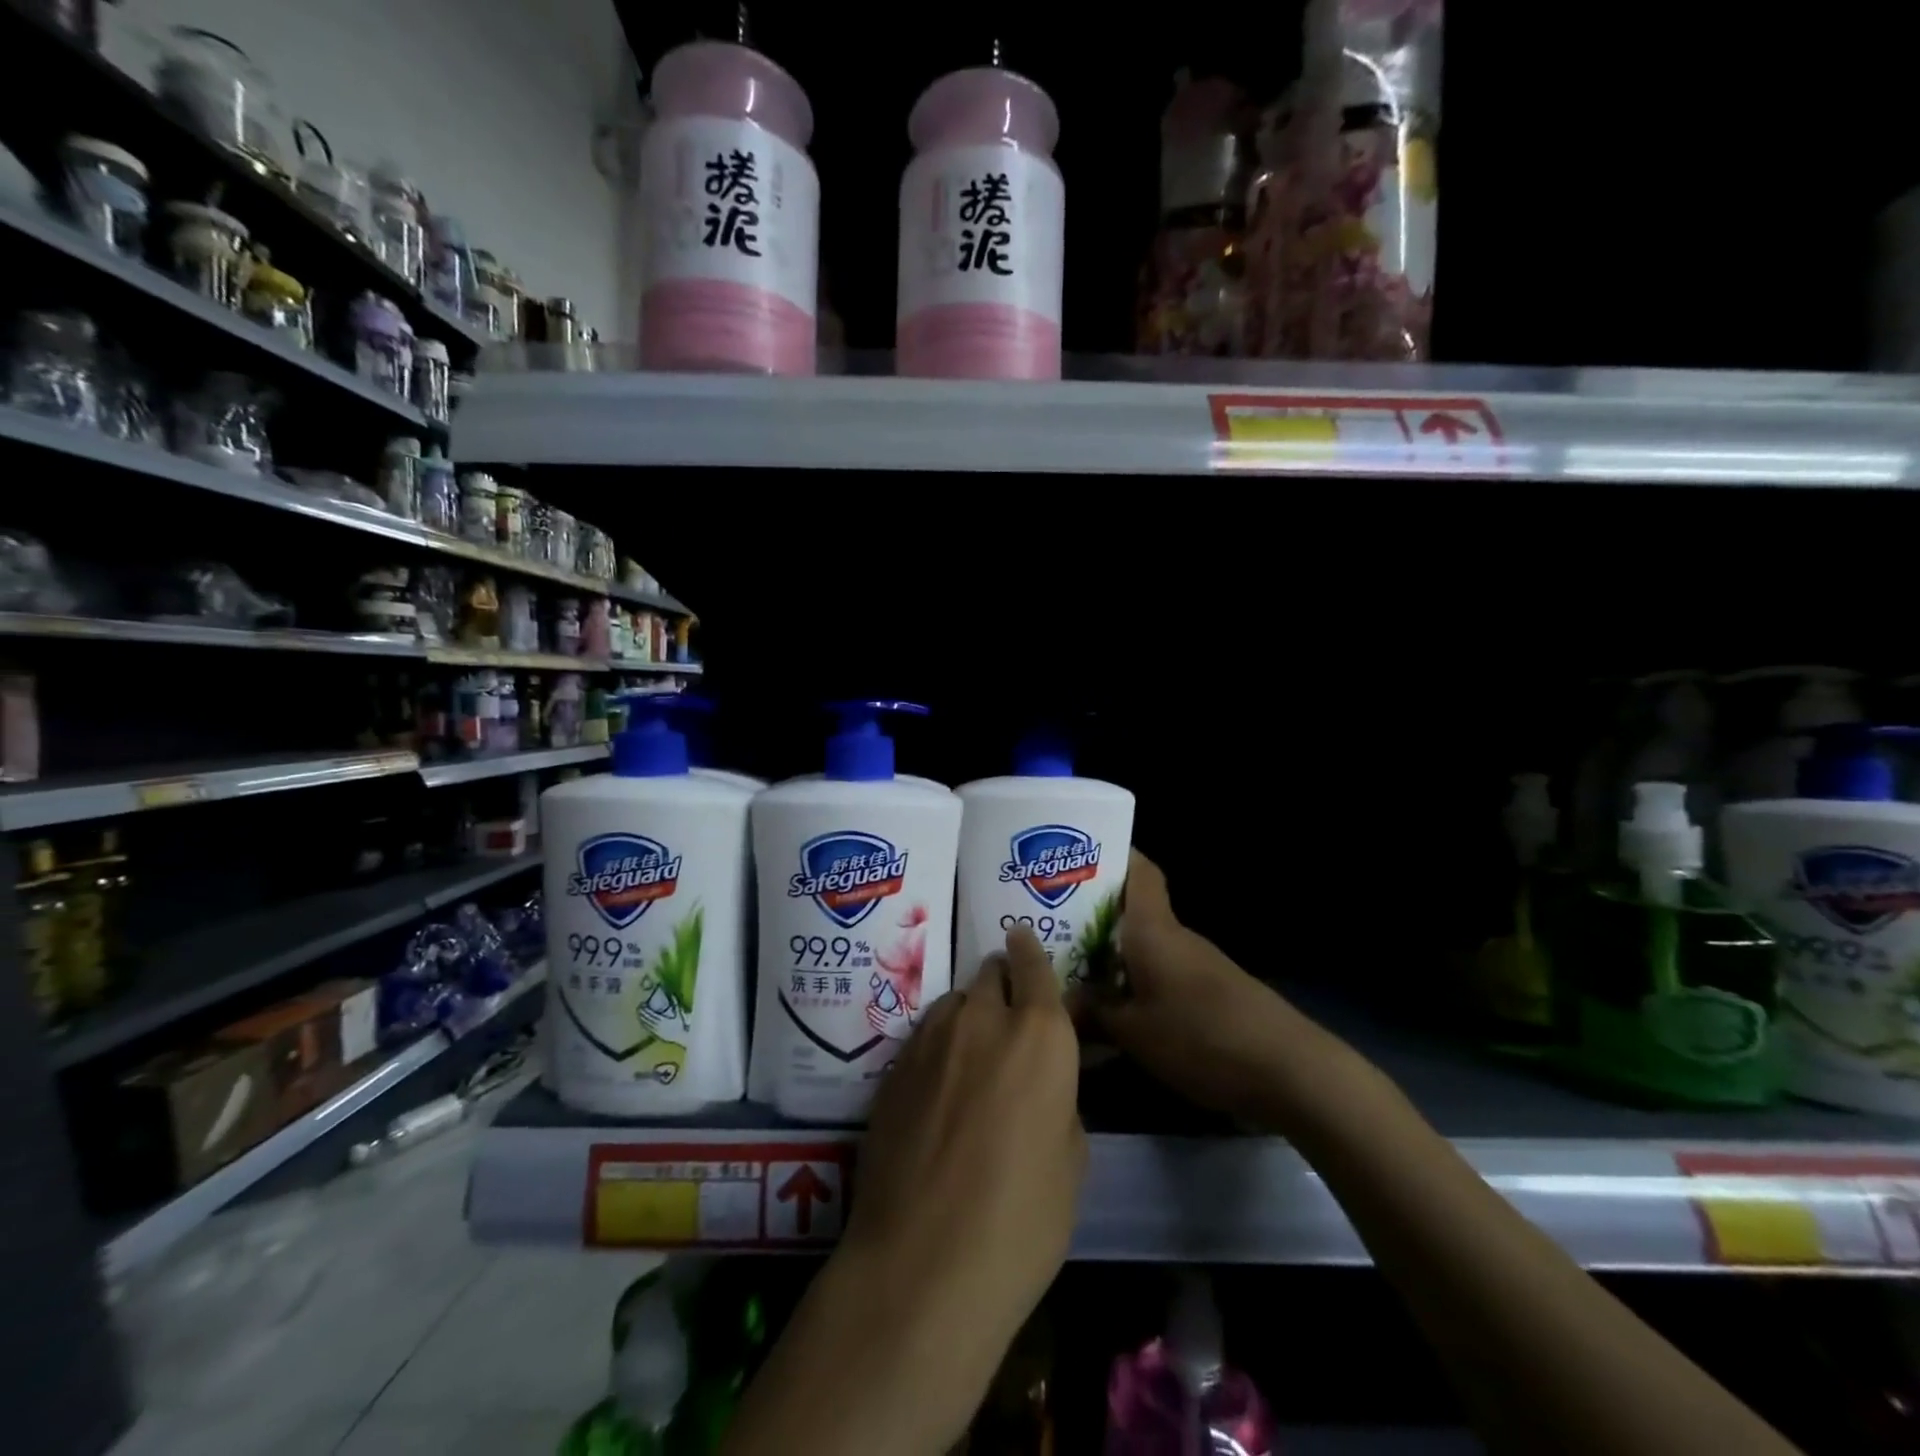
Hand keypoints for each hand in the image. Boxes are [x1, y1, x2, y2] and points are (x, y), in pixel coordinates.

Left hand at [845, 926, 1085, 1402]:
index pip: (1034, 964)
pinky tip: (938, 1081)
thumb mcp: (1071, 1161)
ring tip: (972, 1048)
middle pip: (991, 972)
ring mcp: (931, 1037)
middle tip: (1008, 1010)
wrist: (922, 1263)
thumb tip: (1043, 1081)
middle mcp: (983, 1018)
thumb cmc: (1021, 1221)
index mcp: (1040, 1034)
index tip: (1022, 938)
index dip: (1029, 950)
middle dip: (1002, 981)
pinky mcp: (893, 1065)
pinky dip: (938, 1041)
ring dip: (969, 1012)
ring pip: (955, 1000)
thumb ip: (1060, 1098)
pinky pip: (925, 1033)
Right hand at [1077, 850, 1295, 1118]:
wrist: (1288, 1069)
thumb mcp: (1134, 1032)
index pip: (1139, 870)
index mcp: (1154, 928)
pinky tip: (1117, 1008)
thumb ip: (1093, 1013)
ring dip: (1114, 952)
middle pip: (1134, 910)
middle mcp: (1176, 936)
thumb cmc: (1201, 1035)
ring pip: (1146, 944)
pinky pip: (1162, 972)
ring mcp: (1198, 964)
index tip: (1074, 860)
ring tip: (1072, 968)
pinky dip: (1137, 980)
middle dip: (1094, 914)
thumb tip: (1060, 1002)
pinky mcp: (1212, 993)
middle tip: (1050, 925)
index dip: (1110, 856)